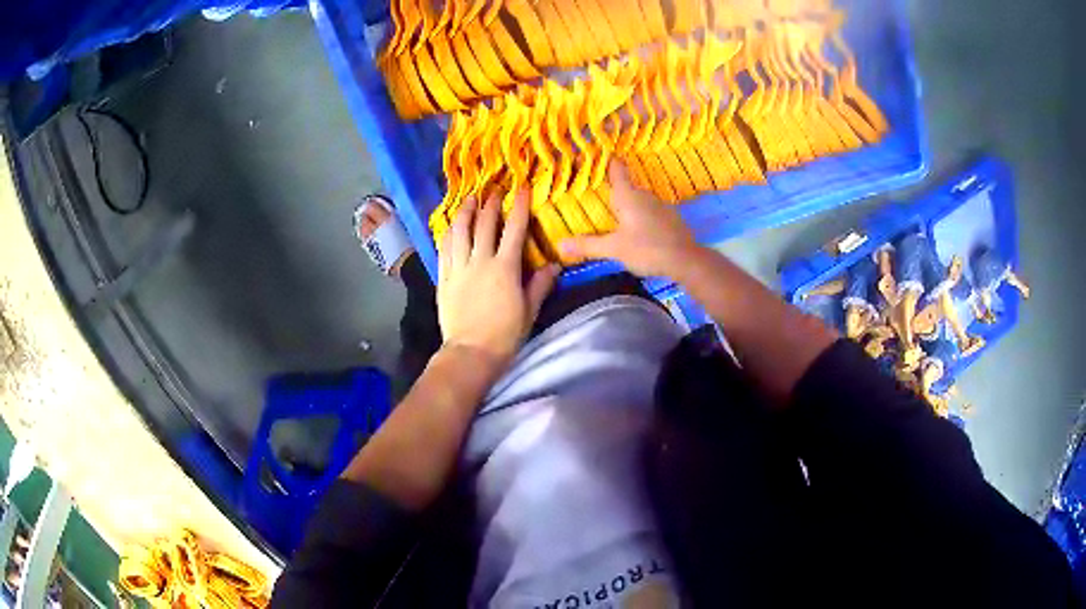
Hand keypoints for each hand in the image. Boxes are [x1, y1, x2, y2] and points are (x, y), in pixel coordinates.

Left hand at [438, 191, 559, 366]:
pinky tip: (450, 226)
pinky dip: (448, 233)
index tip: (521, 188)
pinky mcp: (443, 278)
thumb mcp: (529, 310)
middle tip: (494, 190)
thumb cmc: (504, 334)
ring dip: (465, 212)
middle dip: (490, 203)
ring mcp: (458, 268)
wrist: (471, 352)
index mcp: (505, 268)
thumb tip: (555, 265)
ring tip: (469, 200)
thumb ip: (540, 285)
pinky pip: (444, 249)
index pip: (514, 229)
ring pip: (459, 231)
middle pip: (484, 224)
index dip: (518, 206)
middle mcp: (480, 261)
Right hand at [560, 162, 699, 276]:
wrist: (686, 260)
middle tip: (599, 201)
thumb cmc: (647, 249)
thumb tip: (559, 245)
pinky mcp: (671, 219)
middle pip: (627, 188)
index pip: (617, 170)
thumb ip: (588, 246)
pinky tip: (639, 233)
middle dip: (614, 193)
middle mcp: (645, 195)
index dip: (608, 161)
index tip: (600, 155)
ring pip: (639, 202)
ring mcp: (661, 206)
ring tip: (617, 221)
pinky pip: (651, 213)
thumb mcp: (614, 249)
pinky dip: (643, 218)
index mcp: (628, 196)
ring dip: (629, 208)